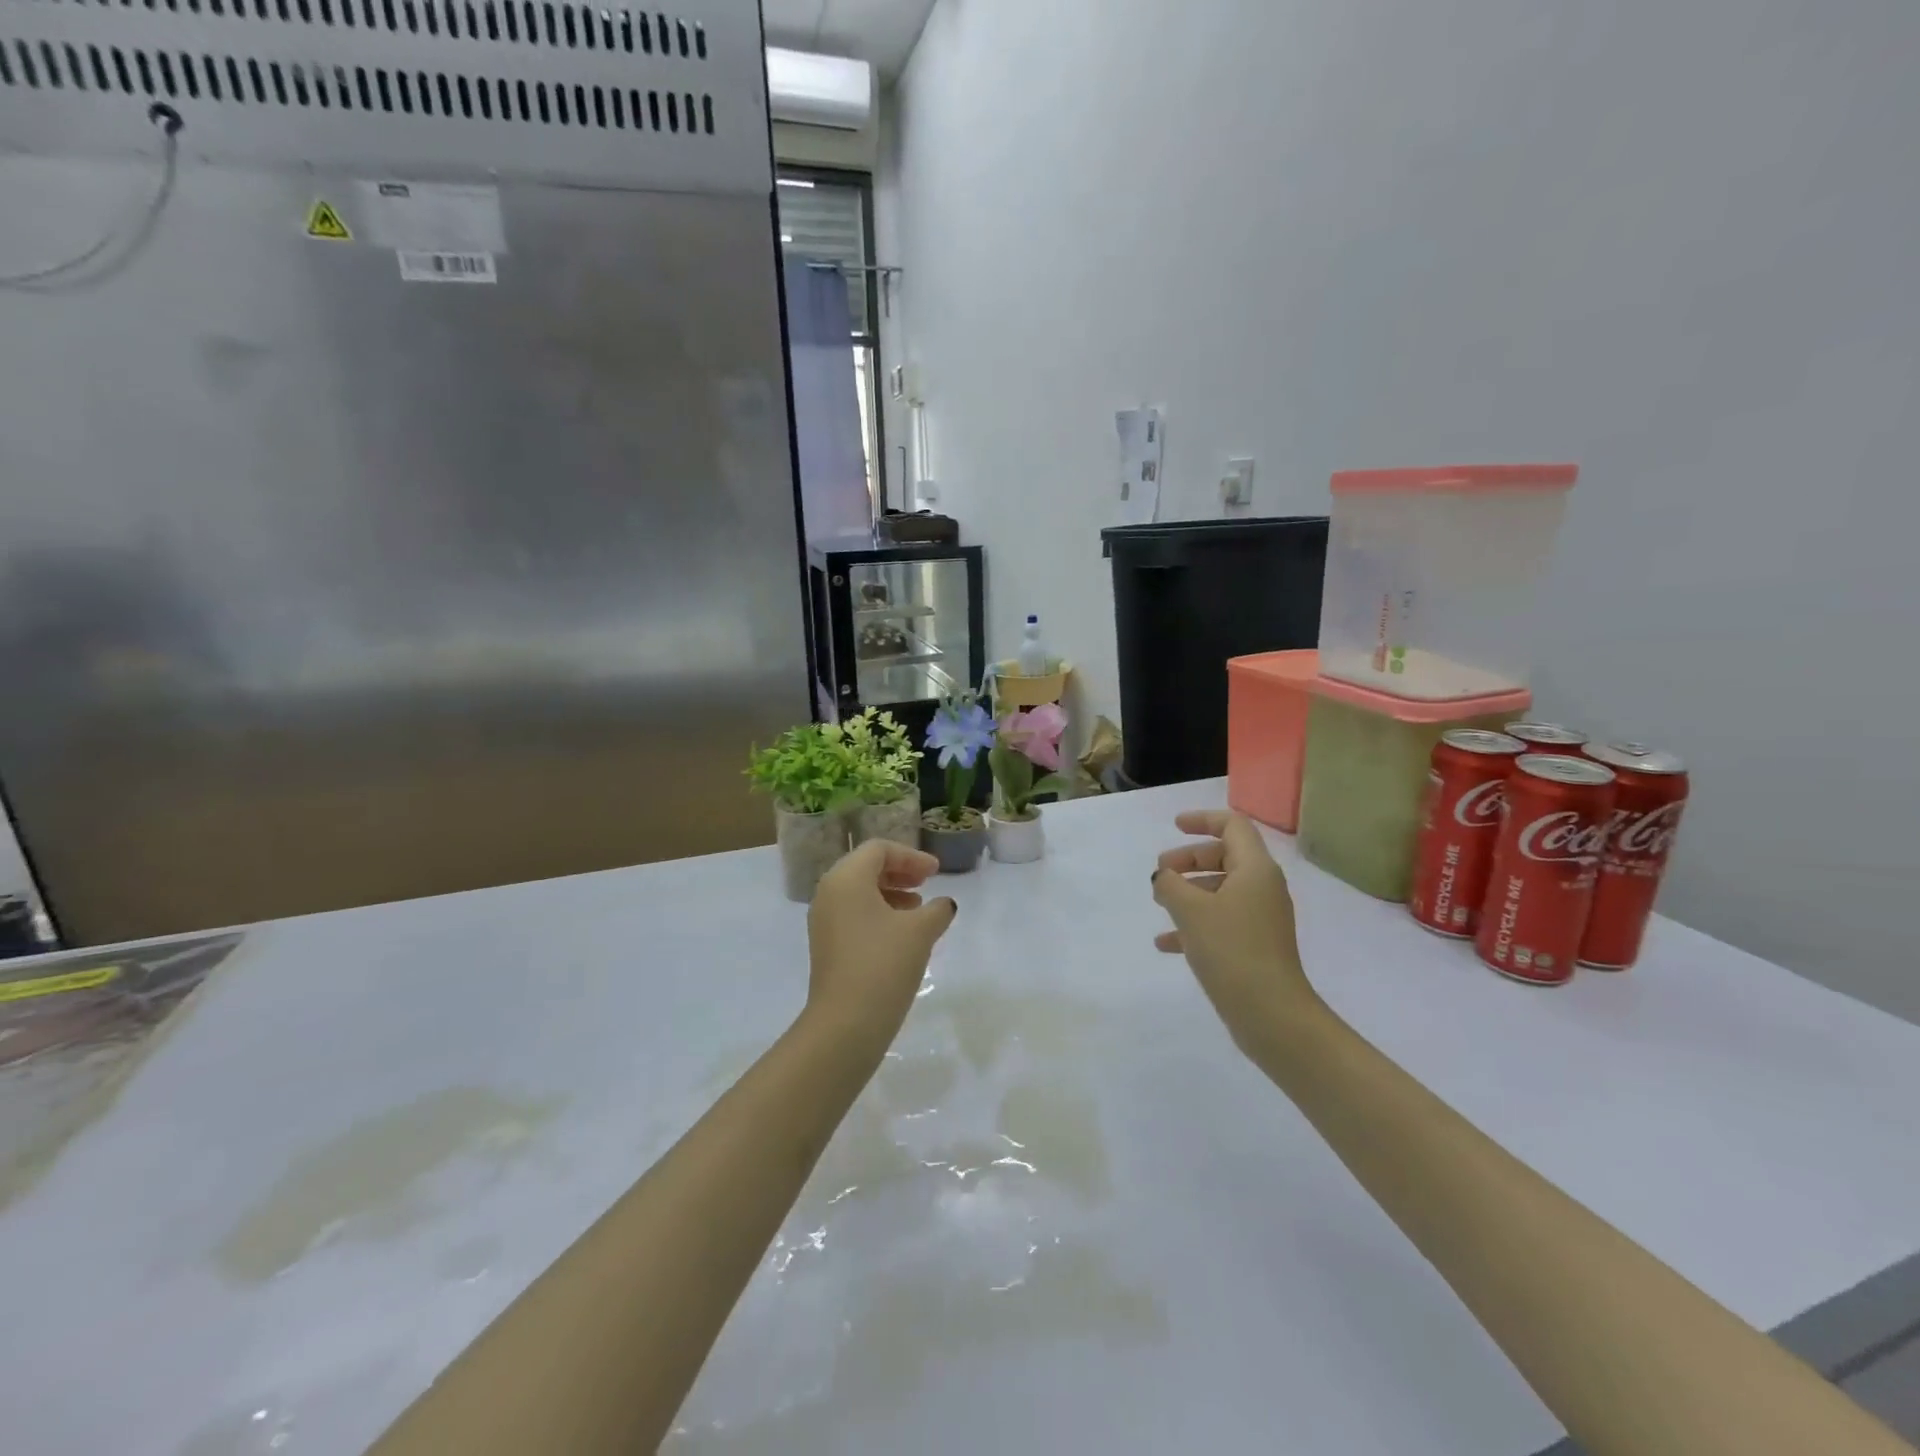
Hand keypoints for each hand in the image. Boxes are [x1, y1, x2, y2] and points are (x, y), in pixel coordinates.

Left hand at [806, 840, 957, 1056]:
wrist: (846, 1022)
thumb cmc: (884, 964)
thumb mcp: (920, 931)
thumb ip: (937, 910)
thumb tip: (945, 905)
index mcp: (846, 878)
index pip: (879, 850)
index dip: (911, 856)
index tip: (936, 872)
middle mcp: (829, 892)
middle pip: (866, 867)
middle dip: (899, 871)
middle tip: (927, 883)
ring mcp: (823, 920)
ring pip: (859, 892)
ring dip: (890, 893)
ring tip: (918, 909)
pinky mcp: (826, 945)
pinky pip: (853, 914)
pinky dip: (878, 913)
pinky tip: (901, 933)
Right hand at [1152, 812, 1321, 1055]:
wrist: (1271, 1014)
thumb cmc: (1231, 950)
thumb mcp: (1190, 910)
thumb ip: (1170, 883)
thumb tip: (1163, 877)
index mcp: (1255, 869)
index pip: (1233, 825)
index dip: (1203, 820)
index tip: (1174, 826)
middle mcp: (1263, 887)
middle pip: (1225, 856)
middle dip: (1189, 859)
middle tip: (1161, 872)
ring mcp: (1261, 918)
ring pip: (1221, 889)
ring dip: (1189, 891)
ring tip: (1159, 904)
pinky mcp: (1255, 945)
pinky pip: (1222, 920)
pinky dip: (1195, 923)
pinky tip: (1166, 943)